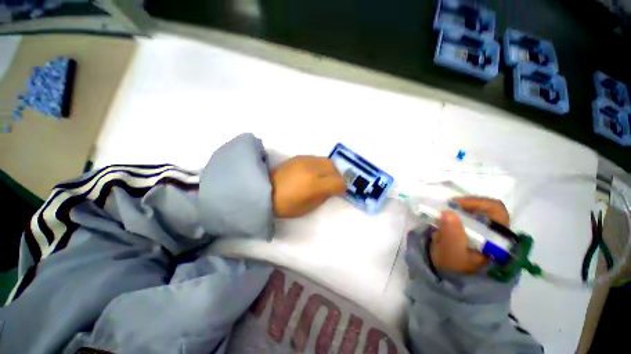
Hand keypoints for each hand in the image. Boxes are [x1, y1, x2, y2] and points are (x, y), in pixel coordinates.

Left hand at [270, 156, 345, 217]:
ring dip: (330, 170)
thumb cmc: (286, 205)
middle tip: (332, 184)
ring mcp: (306, 160)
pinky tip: (314, 172)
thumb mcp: (308, 207)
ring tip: (324, 177)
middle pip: (335, 169)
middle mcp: (313, 169)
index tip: (338, 192)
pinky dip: (321, 165)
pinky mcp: (299, 156)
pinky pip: (317, 158)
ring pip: (327, 161)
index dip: (341, 188)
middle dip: (337, 177)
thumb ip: (324, 196)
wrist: (264, 190)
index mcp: (315, 185)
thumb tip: (332, 189)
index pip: (338, 182)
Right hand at [430, 197, 509, 273]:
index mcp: (500, 240)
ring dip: (455, 216)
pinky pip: (465, 223)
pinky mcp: (476, 240)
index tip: (453, 204)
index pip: (495, 210)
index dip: (474, 202)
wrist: (456, 289)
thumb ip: (451, 234)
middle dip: (461, 209)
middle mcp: (497, 236)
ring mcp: (487, 238)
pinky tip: (443, 230)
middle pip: (483, 211)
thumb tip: (448, 212)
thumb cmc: (456, 273)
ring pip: (473, 216)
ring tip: (441, 224)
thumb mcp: (451, 255)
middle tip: (444, 210)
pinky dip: (453, 222)